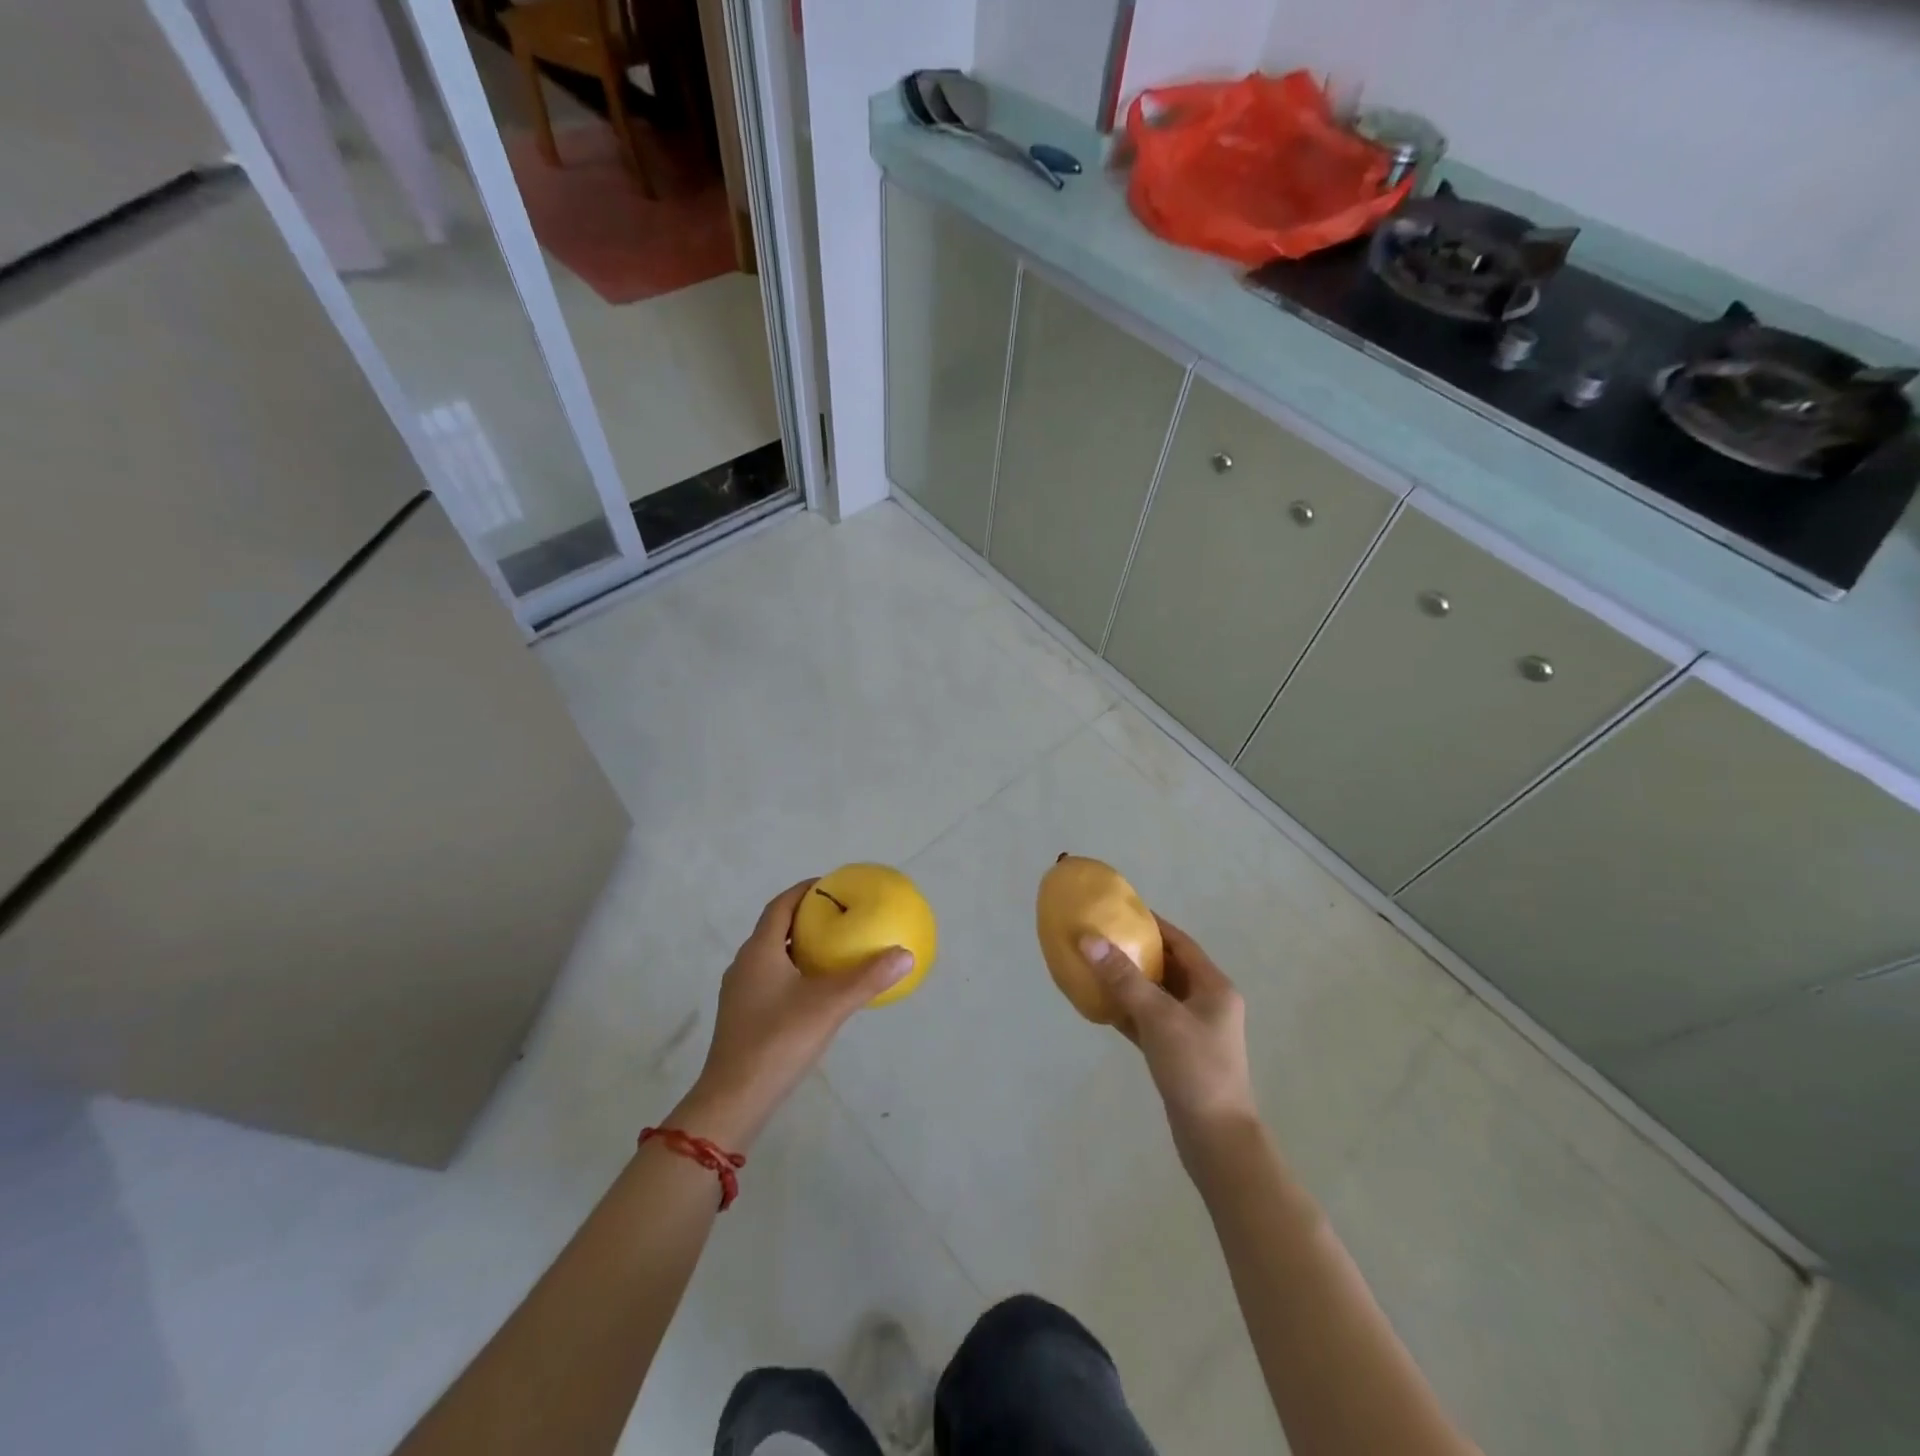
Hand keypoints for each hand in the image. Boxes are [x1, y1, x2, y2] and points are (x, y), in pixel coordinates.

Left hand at [674, 881, 912, 1148]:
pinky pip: (771, 980)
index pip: (780, 905)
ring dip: (799, 947)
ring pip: (772, 956)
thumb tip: (905, 954)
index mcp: (759, 951)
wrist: (734, 1100)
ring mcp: (740, 993)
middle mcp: (745, 965)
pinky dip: (794, 972)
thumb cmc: (778, 1041)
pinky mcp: (742, 1017)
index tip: (831, 885)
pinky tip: (817, 992)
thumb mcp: (829, 1006)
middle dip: (805, 918)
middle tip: (839, 916)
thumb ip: (868, 979)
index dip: (804, 891)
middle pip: (775, 929)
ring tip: (833, 950)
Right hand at [1082, 915, 1256, 1155]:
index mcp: (1213, 987)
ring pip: (1155, 995)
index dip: (1152, 924)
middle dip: (1135, 952)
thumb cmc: (1195, 1068)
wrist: (1216, 1139)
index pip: (1180, 943)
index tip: (1120, 911)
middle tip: (1100, 938)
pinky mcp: (1177, 1054)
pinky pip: (1148, 1021)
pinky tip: (1100, 1005)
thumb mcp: (1159, 1017)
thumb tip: (1089, 939)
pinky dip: (1127, 1011)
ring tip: (1094, 966)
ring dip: (1128, 982)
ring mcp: (1193, 1030)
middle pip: (1167, 967)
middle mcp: (1206, 1003)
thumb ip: (1123, 978)